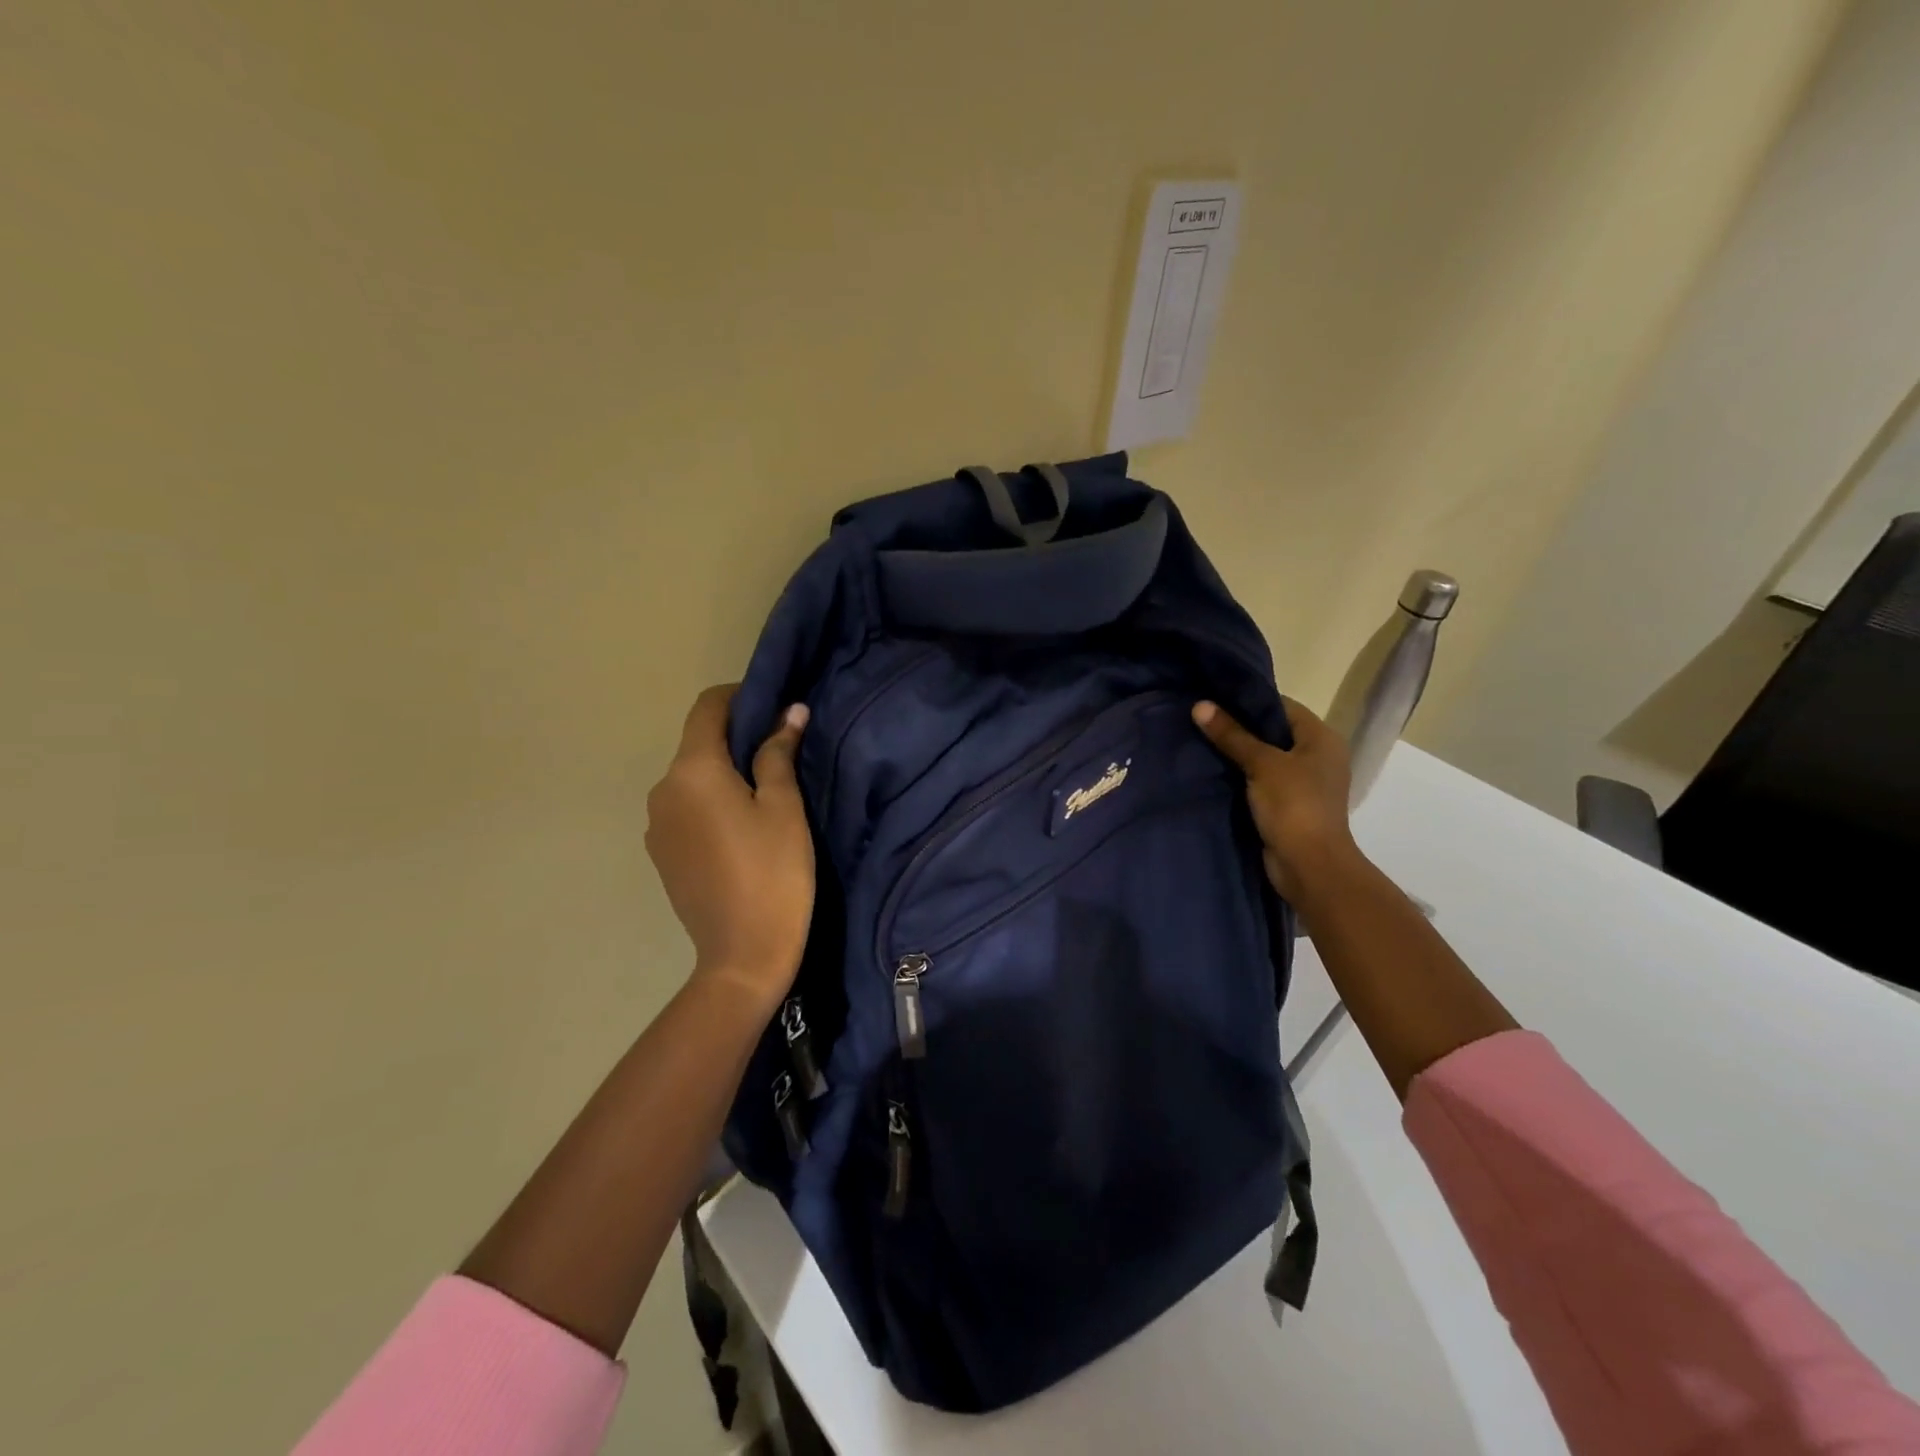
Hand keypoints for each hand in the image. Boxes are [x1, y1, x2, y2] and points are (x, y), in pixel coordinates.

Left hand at [645, 685, 813, 1008]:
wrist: (742, 955)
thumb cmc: (773, 872)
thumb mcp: (784, 807)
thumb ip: (779, 753)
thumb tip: (789, 711)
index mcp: (691, 771)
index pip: (707, 708)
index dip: (739, 696)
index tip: (772, 704)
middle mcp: (662, 790)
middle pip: (697, 744)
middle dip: (735, 737)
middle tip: (780, 750)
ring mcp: (655, 825)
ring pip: (691, 779)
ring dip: (723, 772)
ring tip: (763, 792)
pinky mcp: (660, 854)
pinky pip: (685, 809)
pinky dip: (710, 802)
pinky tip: (740, 828)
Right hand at [1192, 697, 1358, 899]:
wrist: (1309, 866)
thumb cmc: (1294, 805)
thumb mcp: (1261, 764)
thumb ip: (1231, 735)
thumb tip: (1199, 705)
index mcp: (1322, 738)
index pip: (1282, 706)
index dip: (1248, 700)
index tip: (1213, 697)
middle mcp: (1318, 756)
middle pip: (1273, 732)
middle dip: (1238, 727)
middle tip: (1200, 718)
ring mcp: (1304, 783)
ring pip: (1265, 758)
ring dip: (1237, 754)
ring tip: (1199, 741)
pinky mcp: (1289, 806)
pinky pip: (1261, 782)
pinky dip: (1241, 777)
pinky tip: (1212, 771)